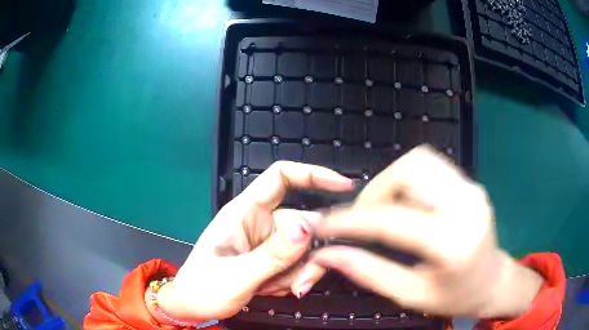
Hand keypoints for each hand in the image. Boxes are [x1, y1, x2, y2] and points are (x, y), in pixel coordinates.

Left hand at [155, 161, 352, 321]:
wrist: (194, 307)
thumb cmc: (203, 288)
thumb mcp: (236, 275)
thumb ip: (272, 255)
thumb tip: (308, 228)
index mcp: (243, 212)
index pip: (281, 177)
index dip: (313, 174)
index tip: (344, 186)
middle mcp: (260, 223)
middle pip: (303, 223)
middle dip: (309, 254)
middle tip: (301, 283)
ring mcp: (268, 242)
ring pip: (305, 248)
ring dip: (300, 272)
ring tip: (279, 289)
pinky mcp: (273, 259)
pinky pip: (298, 263)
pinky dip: (293, 279)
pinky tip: (273, 290)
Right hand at [296, 145, 542, 318]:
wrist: (492, 282)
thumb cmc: (455, 297)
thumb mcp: (410, 295)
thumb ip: (368, 272)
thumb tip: (328, 255)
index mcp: (452, 243)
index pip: (392, 220)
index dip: (351, 220)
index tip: (323, 224)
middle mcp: (466, 206)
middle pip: (409, 171)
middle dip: (375, 190)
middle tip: (361, 218)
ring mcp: (471, 189)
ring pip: (420, 160)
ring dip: (391, 180)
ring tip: (382, 210)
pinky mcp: (471, 183)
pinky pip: (431, 166)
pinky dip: (408, 179)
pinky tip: (405, 204)